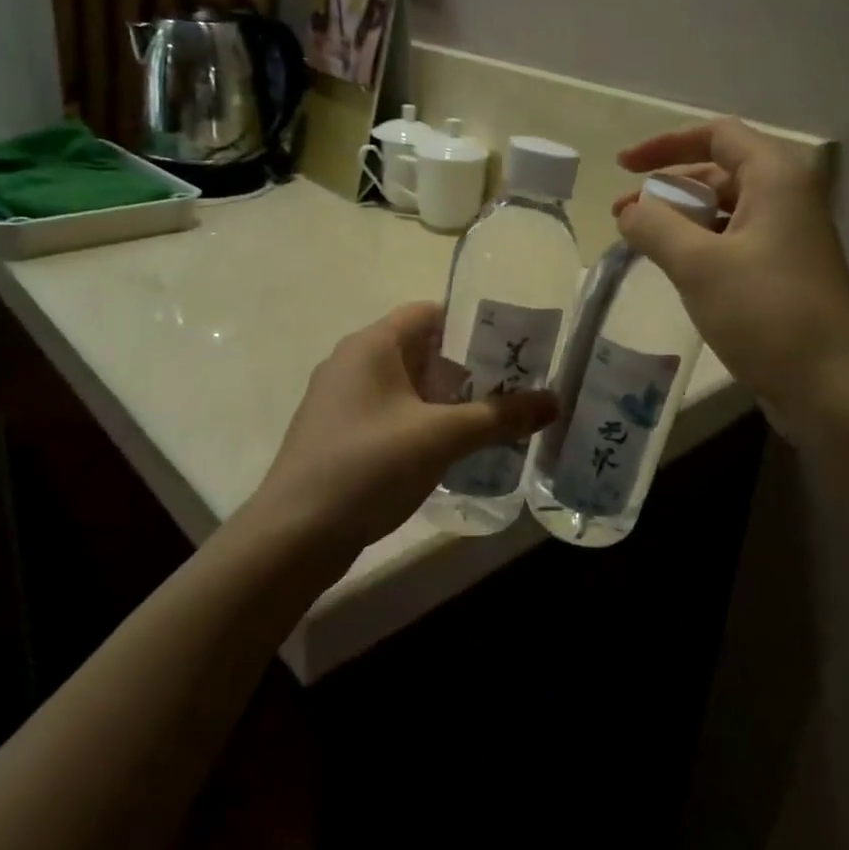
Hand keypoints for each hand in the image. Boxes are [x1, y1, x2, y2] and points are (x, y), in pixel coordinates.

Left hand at [247, 302, 556, 558]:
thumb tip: (554, 401)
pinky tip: (446, 451)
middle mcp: (352, 362)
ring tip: (488, 420)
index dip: (472, 324)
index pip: (430, 313)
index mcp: (372, 344)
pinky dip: (420, 422)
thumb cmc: (368, 467)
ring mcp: (340, 400)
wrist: (294, 536)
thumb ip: (500, 416)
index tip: (511, 348)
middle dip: (466, 367)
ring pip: (406, 385)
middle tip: (511, 388)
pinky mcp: (337, 434)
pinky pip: (389, 413)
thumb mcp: (442, 437)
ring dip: (445, 399)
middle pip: (420, 349)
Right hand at [615, 118, 848, 446]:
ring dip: (680, 219)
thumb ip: (655, 226)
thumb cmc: (766, 314)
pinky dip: (700, 246)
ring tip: (640, 243)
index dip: (666, 144)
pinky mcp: (784, 273)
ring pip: (724, 211)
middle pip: (719, 172)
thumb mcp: (698, 264)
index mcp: (775, 179)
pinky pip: (734, 242)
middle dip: (667, 188)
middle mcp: (787, 198)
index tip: (624, 167)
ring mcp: (789, 238)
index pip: (717, 135)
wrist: (831, 387)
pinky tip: (674, 270)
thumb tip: (630, 211)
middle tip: (624, 216)